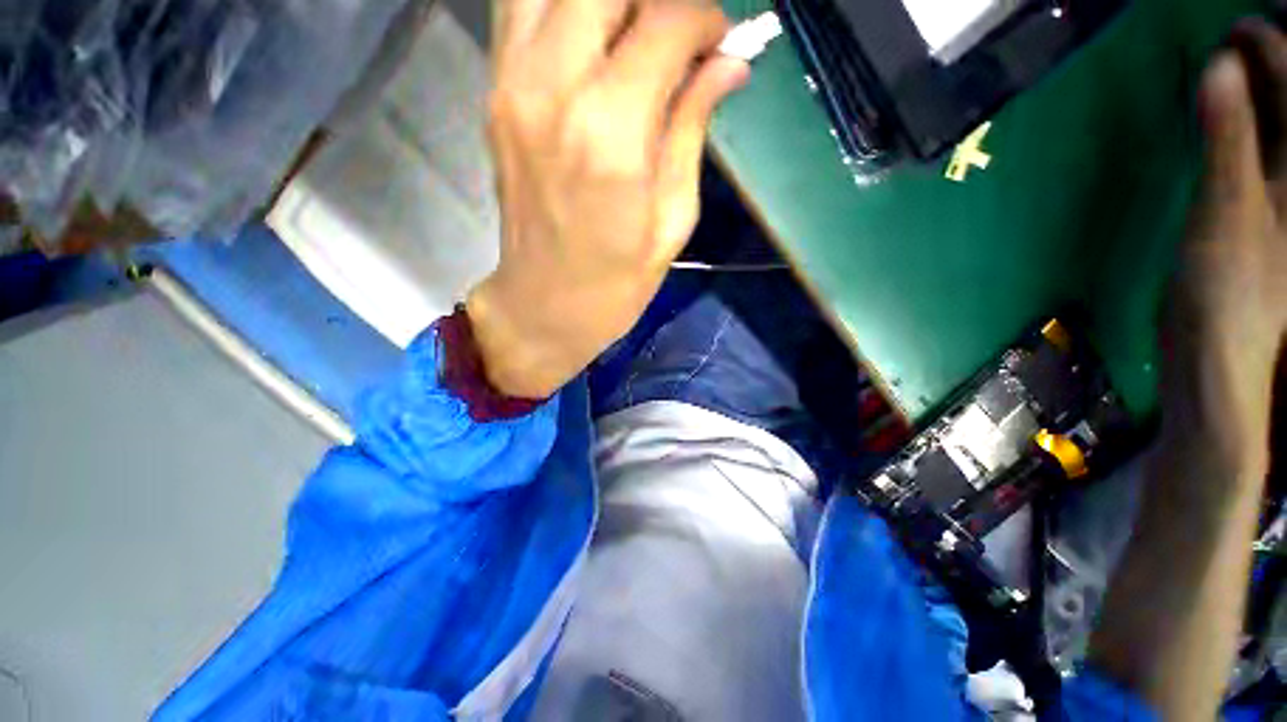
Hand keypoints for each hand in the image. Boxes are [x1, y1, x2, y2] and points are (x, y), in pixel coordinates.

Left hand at [465, 0, 749, 397]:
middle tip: (676, 34)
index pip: (665, 21)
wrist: (544, 305)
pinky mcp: (493, 95)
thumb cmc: (617, 281)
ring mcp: (511, 86)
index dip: (704, 19)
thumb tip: (728, 64)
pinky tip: (591, 42)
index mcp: (611, 133)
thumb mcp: (672, 219)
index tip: (719, 43)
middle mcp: (553, 89)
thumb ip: (692, 129)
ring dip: (604, 0)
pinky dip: (562, 8)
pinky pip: (520, 11)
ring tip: (633, 33)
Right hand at [1162, 20, 1286, 478]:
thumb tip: (1221, 65)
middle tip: (1236, 35)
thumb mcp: (1227, 212)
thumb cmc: (1229, 291)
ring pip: (1278, 126)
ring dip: (1257, 91)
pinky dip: (1244, 127)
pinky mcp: (1261, 212)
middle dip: (1269, 62)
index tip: (1234, 26)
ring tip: (1234, 66)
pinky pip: (1261, 152)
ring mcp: (1283, 196)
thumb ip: (1229, 139)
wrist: (1219, 356)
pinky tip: (1229, 116)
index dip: (1272, 46)